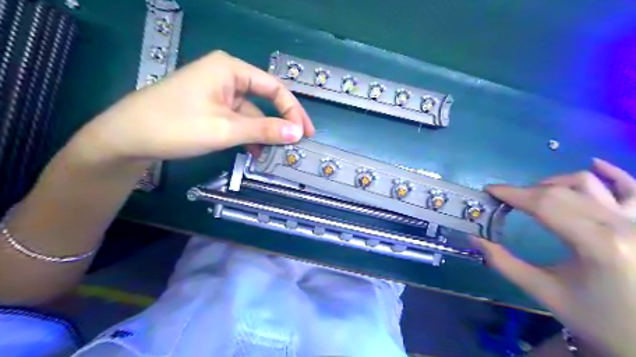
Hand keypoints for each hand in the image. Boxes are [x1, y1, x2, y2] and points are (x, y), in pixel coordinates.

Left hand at [73, 51, 315, 163]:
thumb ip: (265, 130)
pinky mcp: (210, 107)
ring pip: (252, 112)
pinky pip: (238, 120)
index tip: (305, 133)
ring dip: (264, 132)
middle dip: (281, 122)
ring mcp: (217, 92)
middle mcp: (226, 76)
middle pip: (265, 99)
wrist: (127, 137)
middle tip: (297, 142)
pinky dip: (248, 135)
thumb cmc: (176, 125)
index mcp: (231, 69)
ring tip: (275, 153)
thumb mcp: (226, 129)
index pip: (274, 88)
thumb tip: (298, 133)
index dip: (293, 111)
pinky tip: (254, 152)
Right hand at [474, 158, 635, 356]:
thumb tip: (473, 240)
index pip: (544, 204)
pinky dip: (612, 173)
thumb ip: (504, 263)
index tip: (489, 191)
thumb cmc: (598, 320)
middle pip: (561, 191)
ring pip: (589, 182)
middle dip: (526, 191)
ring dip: (555, 182)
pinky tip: (594, 164)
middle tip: (506, 201)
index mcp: (596, 244)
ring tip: (536, 194)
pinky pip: (632, 187)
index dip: (512, 193)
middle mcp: (622, 224)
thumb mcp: (544, 292)